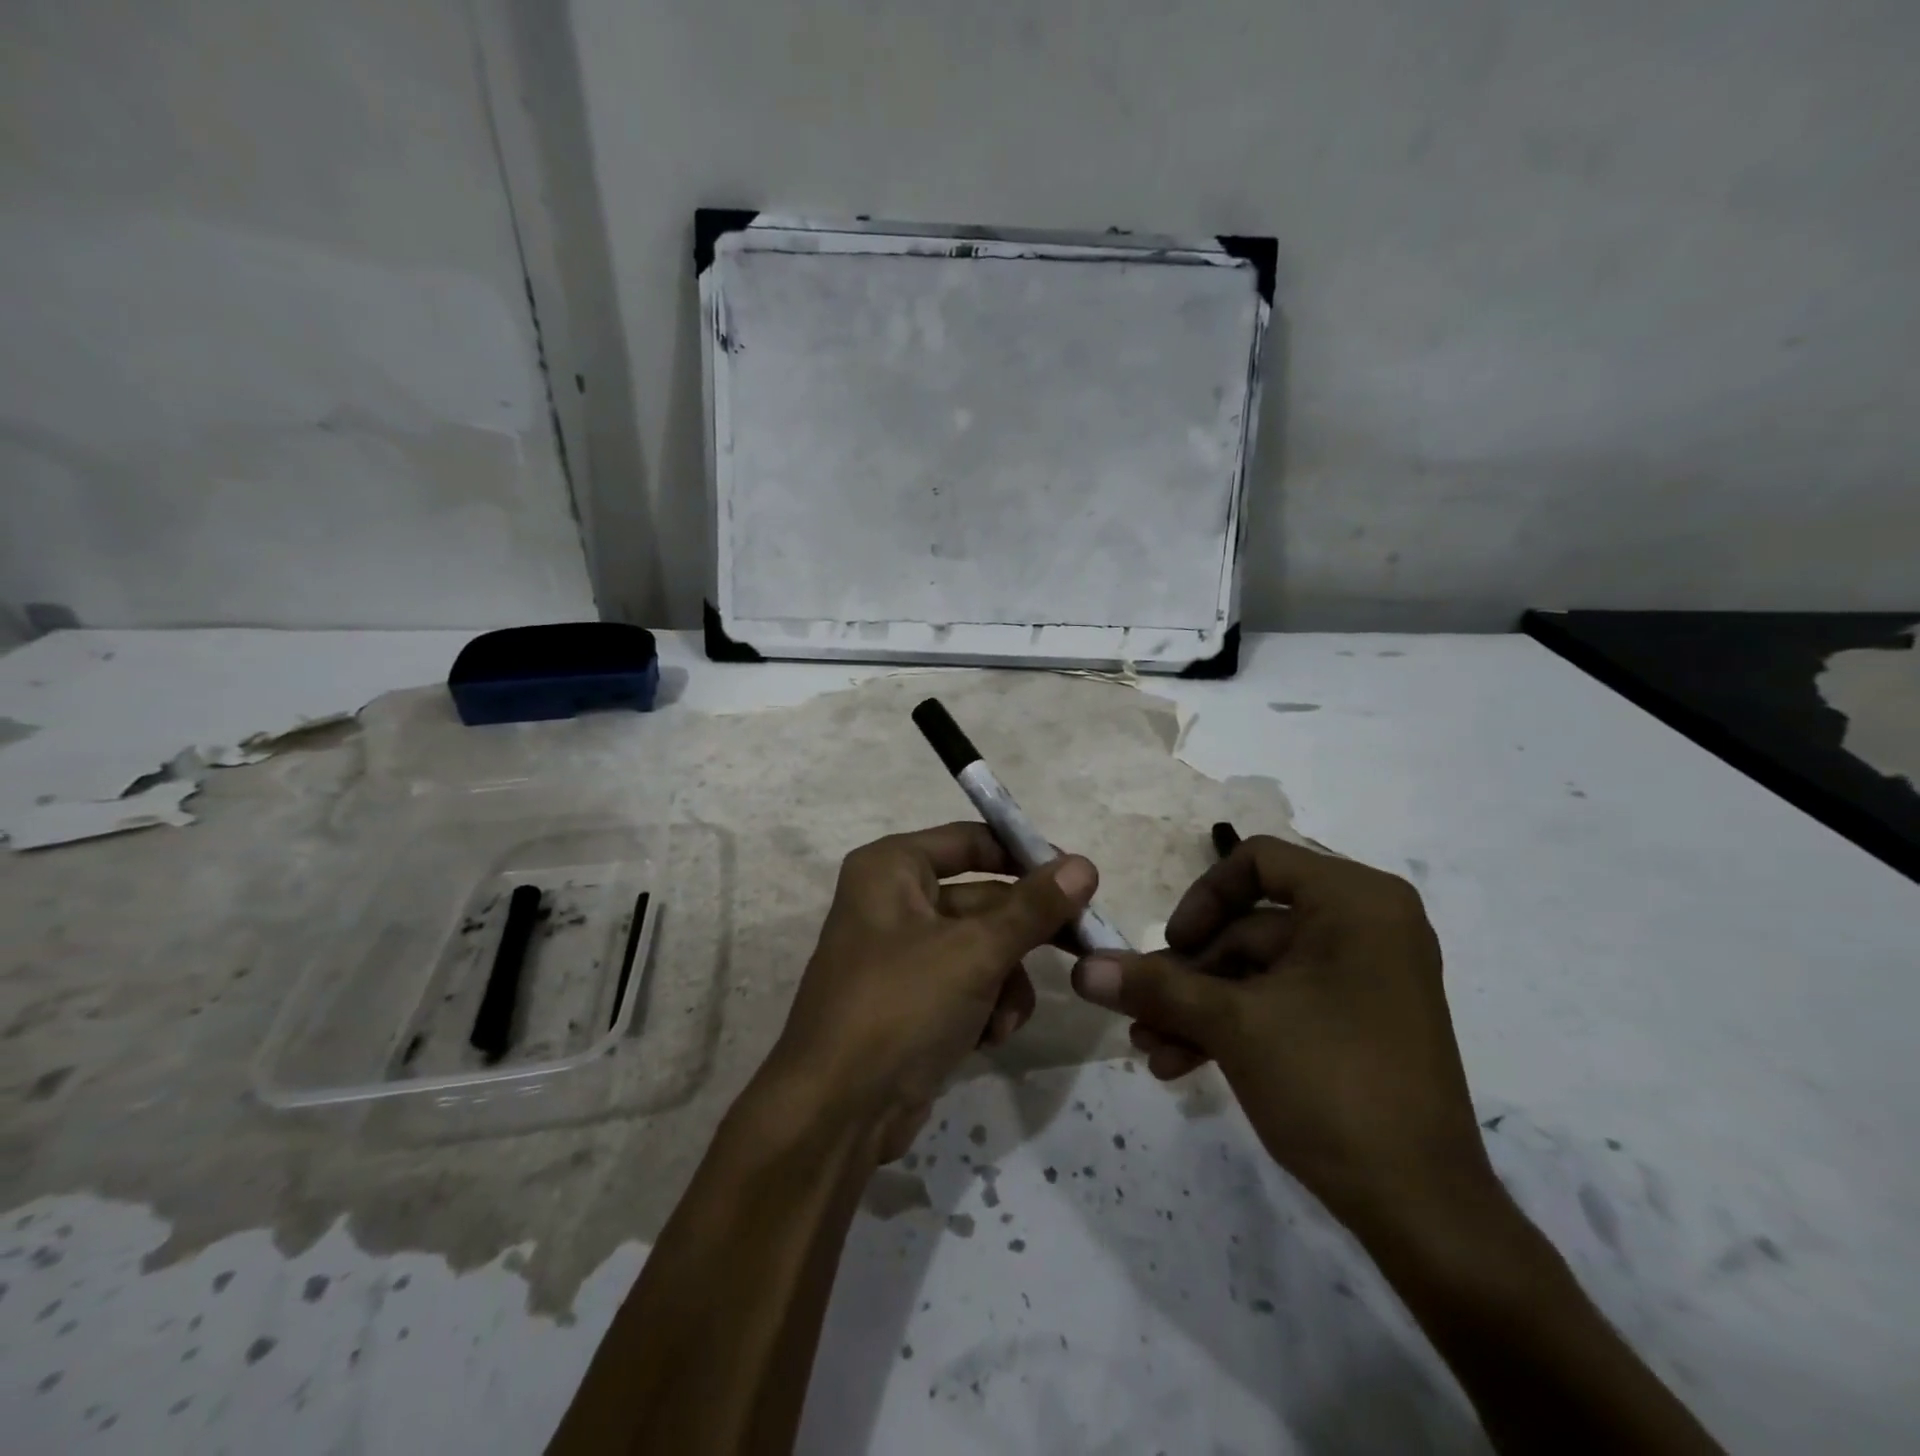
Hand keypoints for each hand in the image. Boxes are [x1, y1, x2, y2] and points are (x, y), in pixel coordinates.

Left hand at [763, 823, 1096, 1163]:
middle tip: (1081, 944)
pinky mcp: (913, 1001)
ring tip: (1004, 1016)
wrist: (837, 1114)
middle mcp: (893, 902)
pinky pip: (968, 985)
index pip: (970, 841)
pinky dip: (986, 1008)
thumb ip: (1033, 908)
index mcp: (892, 869)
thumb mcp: (974, 952)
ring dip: (1006, 982)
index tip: (1078, 877)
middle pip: (983, 899)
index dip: (1024, 856)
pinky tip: (987, 1039)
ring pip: (983, 948)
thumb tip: (1084, 865)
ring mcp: (903, 955)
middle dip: (1024, 934)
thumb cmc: (901, 1006)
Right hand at [1070, 835, 1491, 1234]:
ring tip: (1149, 1047)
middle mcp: (1365, 926)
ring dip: (1199, 1007)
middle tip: (1138, 1010)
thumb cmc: (1332, 1085)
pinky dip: (1231, 1026)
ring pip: (1256, 971)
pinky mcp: (1354, 1020)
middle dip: (1188, 974)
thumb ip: (1154, 986)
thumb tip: (1082, 968)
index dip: (1203, 898)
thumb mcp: (1232, 1025)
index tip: (1171, 945)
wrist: (1423, 1212)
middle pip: (1249, 926)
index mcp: (1355, 902)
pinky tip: (1180, 1064)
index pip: (1257, 862)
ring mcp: (1362, 976)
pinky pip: (1279, 1002)